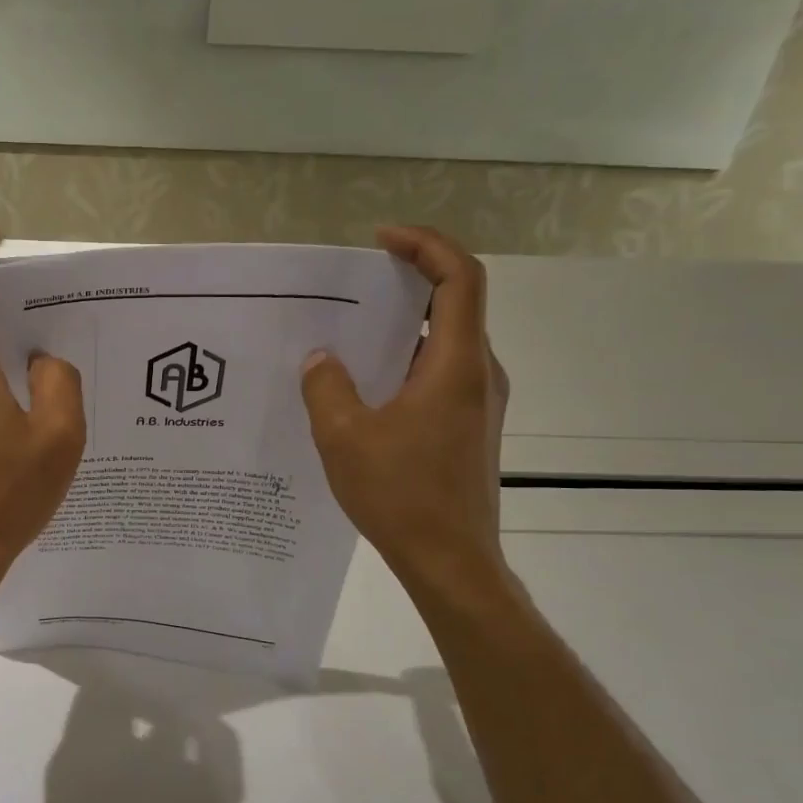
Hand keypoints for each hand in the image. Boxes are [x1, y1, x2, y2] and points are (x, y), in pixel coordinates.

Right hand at [300, 226, 512, 606]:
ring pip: (445, 342)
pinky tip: (366, 386)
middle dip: (408, 282)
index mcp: (456, 364)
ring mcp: (480, 403)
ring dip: (403, 327)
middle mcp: (479, 374)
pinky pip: (440, 374)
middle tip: (357, 285)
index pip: (459, 277)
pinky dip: (406, 361)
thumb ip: (327, 386)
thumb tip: (321, 359)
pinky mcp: (471, 428)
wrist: (451, 562)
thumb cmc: (402, 495)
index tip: (382, 240)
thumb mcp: (344, 436)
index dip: (425, 245)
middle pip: (455, 304)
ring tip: (352, 333)